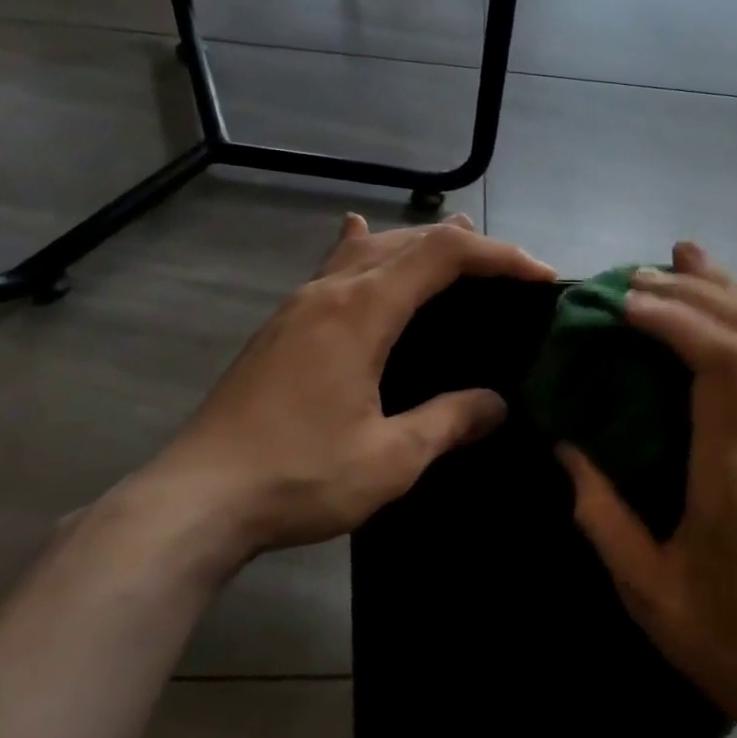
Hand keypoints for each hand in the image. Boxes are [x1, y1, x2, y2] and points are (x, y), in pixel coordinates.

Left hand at [132, 213, 555, 576]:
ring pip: (368, 249)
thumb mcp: (391, 458)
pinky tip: (358, 236)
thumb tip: (497, 404)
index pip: (443, 255)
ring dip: (418, 243)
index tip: (541, 278)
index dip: (499, 257)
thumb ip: (450, 421)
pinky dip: (366, 250)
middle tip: (509, 273)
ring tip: (456, 247)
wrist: (195, 501)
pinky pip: (334, 266)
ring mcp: (298, 305)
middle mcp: (330, 291)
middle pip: (407, 240)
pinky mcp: (280, 327)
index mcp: (362, 311)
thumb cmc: (299, 476)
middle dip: (466, 246)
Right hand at [558, 243, 736, 737]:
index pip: (722, 362)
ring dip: (727, 293)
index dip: (676, 316)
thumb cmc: (728, 639)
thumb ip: (602, 513)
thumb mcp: (647, 589)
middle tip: (640, 273)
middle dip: (699, 288)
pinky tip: (711, 314)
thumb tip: (567, 448)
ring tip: (682, 259)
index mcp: (736, 473)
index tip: (626, 303)